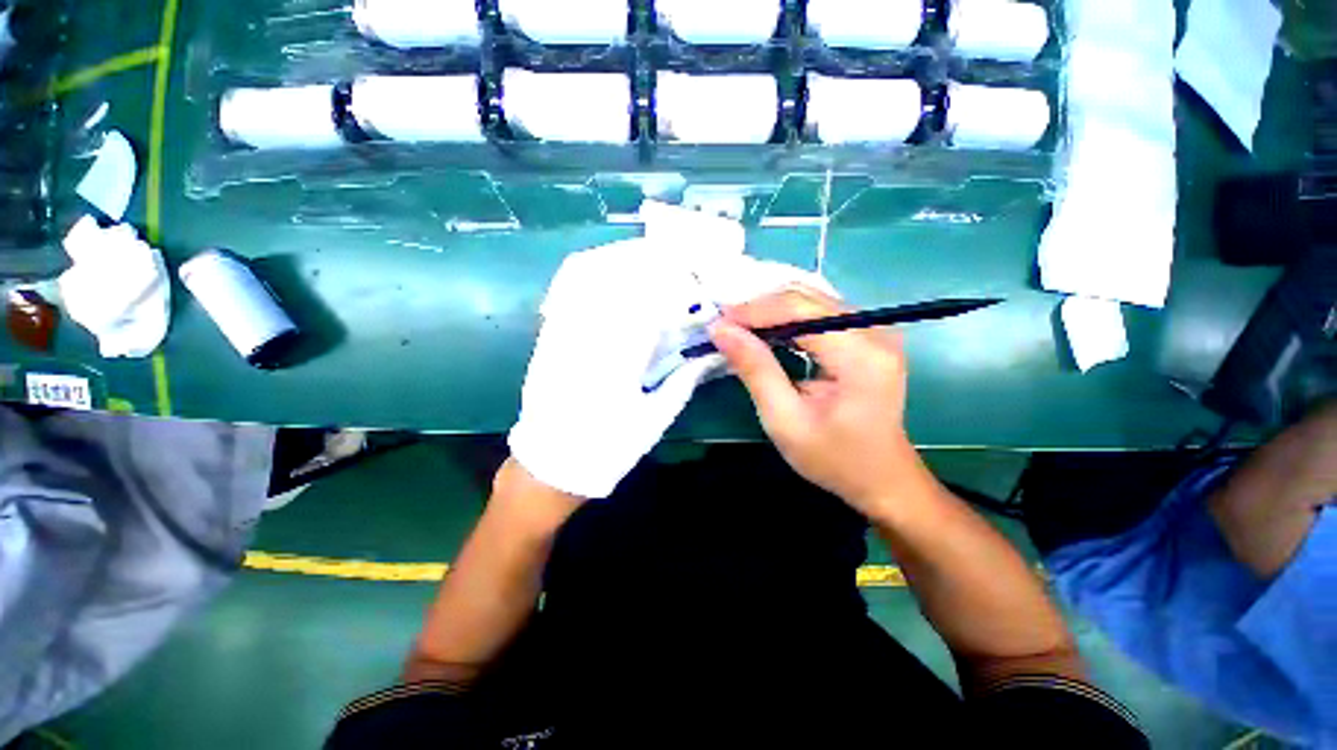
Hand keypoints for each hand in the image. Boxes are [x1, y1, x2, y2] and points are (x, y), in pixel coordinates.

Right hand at [709, 286, 932, 517]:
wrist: (881, 478)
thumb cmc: (833, 458)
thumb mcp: (784, 420)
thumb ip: (755, 369)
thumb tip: (721, 329)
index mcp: (860, 354)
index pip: (799, 310)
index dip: (754, 311)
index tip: (717, 322)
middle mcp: (875, 330)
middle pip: (806, 299)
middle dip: (759, 308)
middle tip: (724, 326)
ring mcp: (876, 329)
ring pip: (811, 300)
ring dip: (771, 311)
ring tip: (738, 329)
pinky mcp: (868, 334)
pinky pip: (819, 312)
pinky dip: (787, 318)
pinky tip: (767, 333)